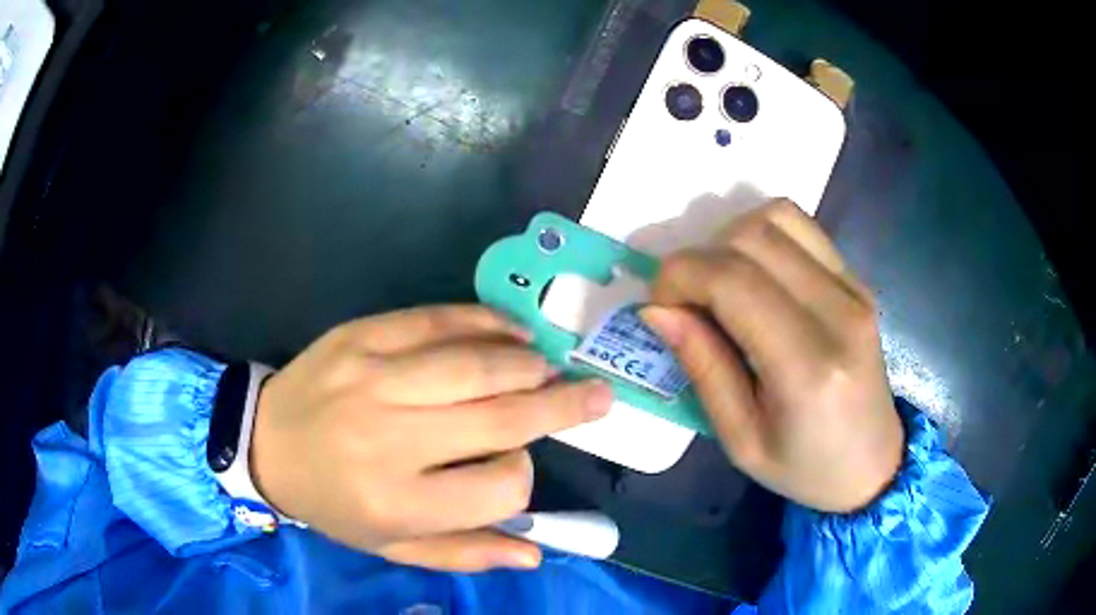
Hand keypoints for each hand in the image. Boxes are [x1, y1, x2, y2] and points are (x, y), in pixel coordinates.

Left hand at [250, 305, 612, 570]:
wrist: (264, 443)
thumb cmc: (331, 503)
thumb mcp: (391, 546)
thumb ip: (464, 552)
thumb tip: (534, 553)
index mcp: (400, 502)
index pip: (500, 487)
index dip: (523, 474)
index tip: (516, 465)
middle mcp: (391, 440)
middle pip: (501, 418)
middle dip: (563, 406)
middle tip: (599, 394)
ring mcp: (374, 380)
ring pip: (476, 365)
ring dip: (528, 364)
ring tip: (551, 366)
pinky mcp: (361, 338)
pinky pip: (436, 321)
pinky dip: (484, 322)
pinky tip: (511, 329)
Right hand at [642, 199, 902, 512]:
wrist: (872, 464)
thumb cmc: (804, 468)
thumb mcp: (740, 440)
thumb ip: (702, 367)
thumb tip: (656, 309)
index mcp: (808, 368)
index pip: (732, 281)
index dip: (680, 277)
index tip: (660, 306)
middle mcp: (838, 313)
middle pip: (751, 237)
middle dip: (698, 258)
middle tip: (686, 302)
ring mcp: (854, 288)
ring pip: (776, 217)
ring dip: (731, 239)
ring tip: (720, 285)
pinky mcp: (857, 280)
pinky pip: (801, 227)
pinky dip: (762, 237)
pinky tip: (755, 277)